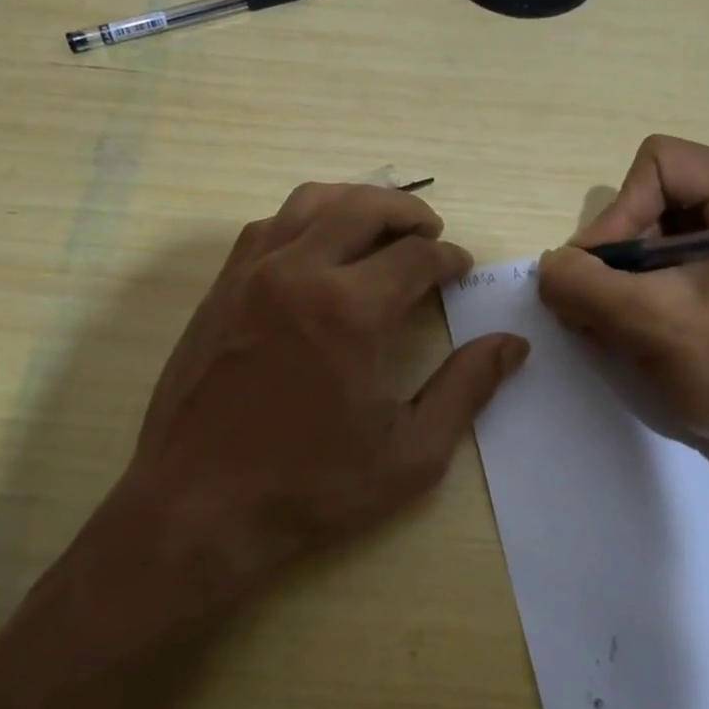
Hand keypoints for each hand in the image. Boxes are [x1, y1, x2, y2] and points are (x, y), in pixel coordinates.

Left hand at [98, 182, 528, 617]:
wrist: (197, 507)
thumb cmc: (309, 487)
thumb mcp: (409, 454)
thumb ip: (465, 390)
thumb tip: (512, 345)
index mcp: (349, 310)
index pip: (415, 256)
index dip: (448, 257)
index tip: (462, 268)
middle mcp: (297, 272)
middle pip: (364, 206)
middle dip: (409, 212)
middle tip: (432, 233)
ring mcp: (251, 273)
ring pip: (311, 201)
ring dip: (356, 202)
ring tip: (381, 227)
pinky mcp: (221, 286)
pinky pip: (269, 225)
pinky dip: (306, 219)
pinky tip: (319, 248)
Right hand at [537, 136, 708, 502]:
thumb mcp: (653, 322)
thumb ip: (584, 284)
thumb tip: (549, 267)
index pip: (658, 166)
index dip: (616, 215)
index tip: (596, 276)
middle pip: (660, 200)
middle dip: (620, 254)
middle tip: (597, 307)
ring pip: (667, 238)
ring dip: (630, 280)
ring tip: (615, 326)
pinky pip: (686, 267)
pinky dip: (653, 294)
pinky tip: (642, 334)